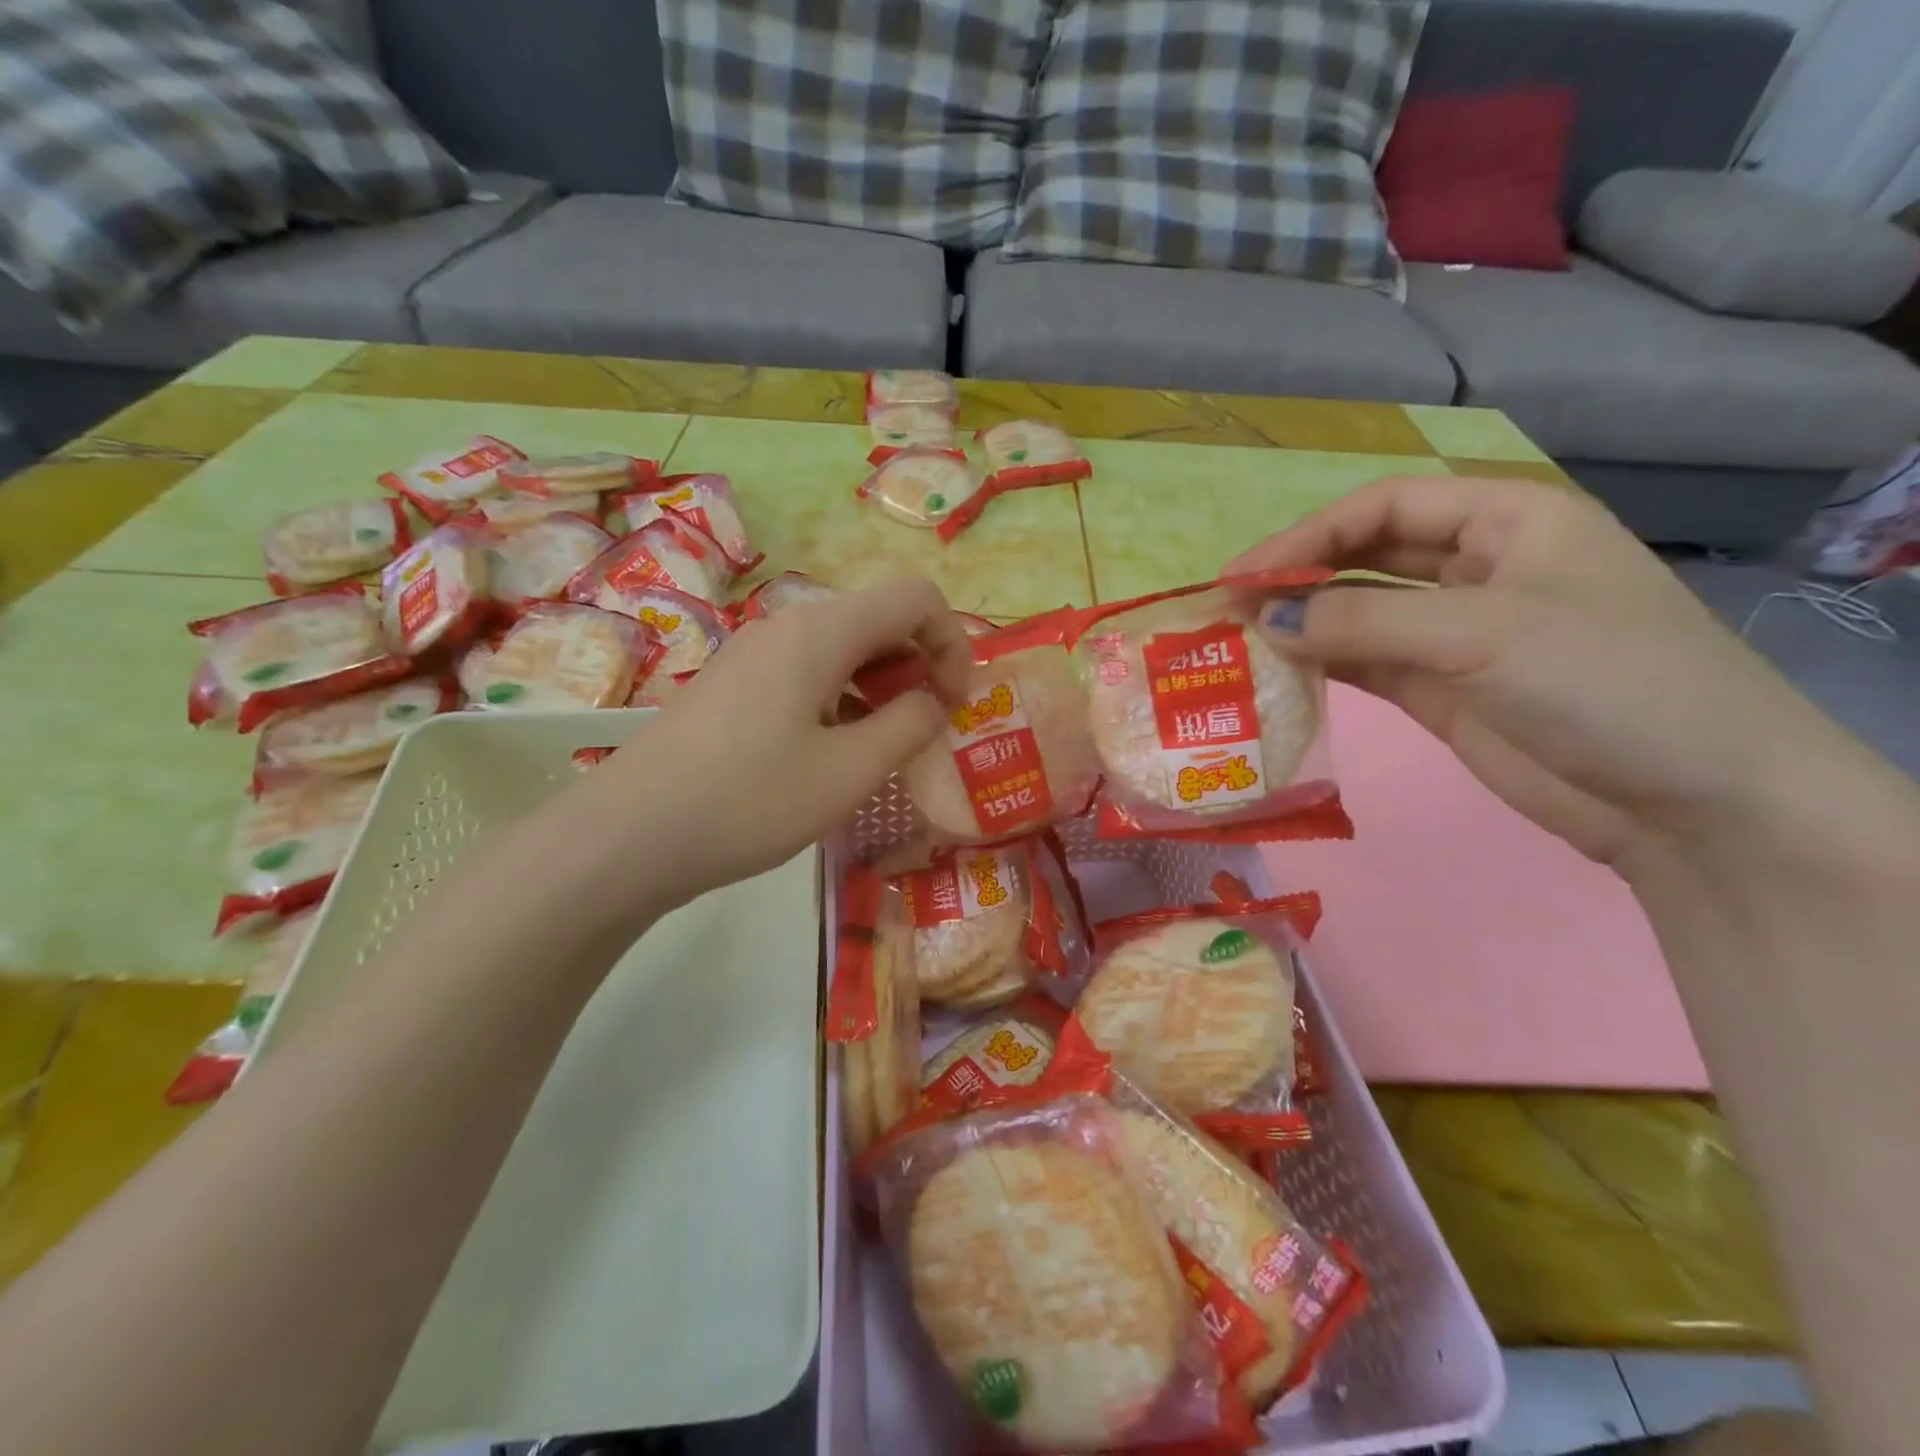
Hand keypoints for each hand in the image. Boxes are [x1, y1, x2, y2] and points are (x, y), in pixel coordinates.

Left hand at [596, 579, 972, 902]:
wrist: (628, 836)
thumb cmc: (750, 801)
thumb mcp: (849, 771)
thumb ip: (909, 725)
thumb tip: (932, 701)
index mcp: (821, 631)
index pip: (916, 598)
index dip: (953, 644)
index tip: (954, 706)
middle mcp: (787, 627)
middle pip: (879, 620)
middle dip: (919, 667)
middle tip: (925, 732)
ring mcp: (754, 655)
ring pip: (842, 650)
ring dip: (881, 688)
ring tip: (883, 751)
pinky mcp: (733, 686)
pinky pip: (807, 675)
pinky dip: (842, 701)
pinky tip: (834, 755)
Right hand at [1230, 476, 1841, 864]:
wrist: (1694, 804)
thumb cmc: (1608, 683)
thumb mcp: (1483, 634)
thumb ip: (1364, 623)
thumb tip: (1265, 621)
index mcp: (1508, 520)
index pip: (1385, 507)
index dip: (1308, 535)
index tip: (1244, 576)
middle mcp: (1478, 568)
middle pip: (1366, 555)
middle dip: (1299, 576)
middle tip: (1230, 608)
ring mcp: (1457, 633)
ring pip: (1360, 612)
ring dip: (1305, 622)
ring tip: (1241, 640)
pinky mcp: (1441, 690)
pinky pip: (1366, 663)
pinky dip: (1323, 664)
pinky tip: (1279, 670)